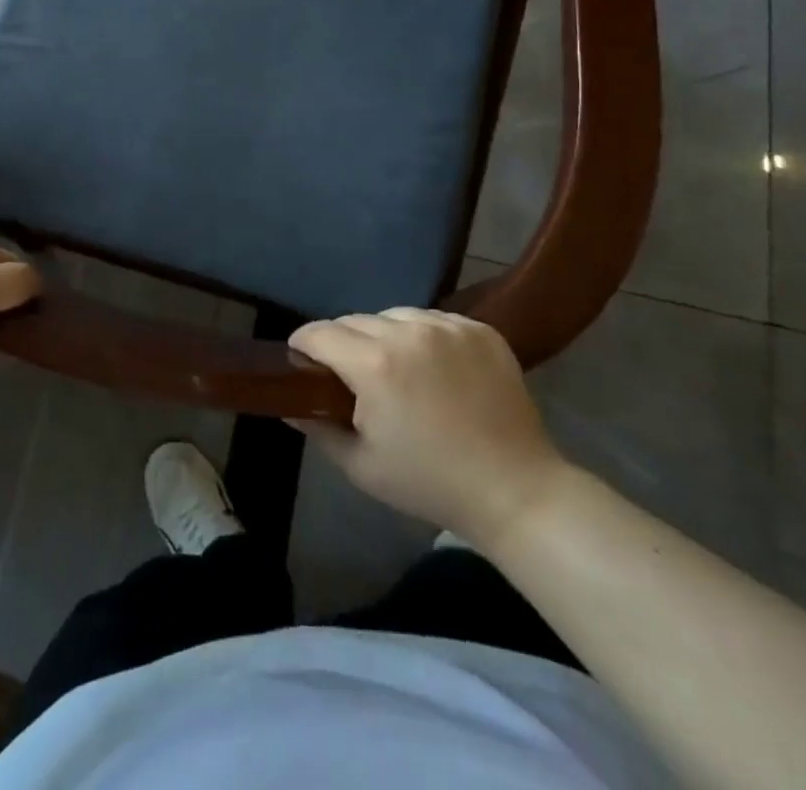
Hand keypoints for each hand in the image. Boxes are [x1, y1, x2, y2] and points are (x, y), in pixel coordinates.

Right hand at [289, 308, 568, 550]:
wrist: (516, 491)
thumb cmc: (430, 482)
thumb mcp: (361, 465)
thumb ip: (317, 428)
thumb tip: (289, 405)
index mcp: (374, 364)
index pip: (319, 333)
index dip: (303, 345)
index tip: (301, 361)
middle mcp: (408, 331)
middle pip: (355, 321)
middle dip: (343, 343)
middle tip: (350, 376)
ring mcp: (448, 326)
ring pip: (394, 315)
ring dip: (384, 335)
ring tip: (396, 368)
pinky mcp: (479, 329)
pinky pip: (433, 319)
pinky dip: (423, 336)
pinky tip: (433, 366)